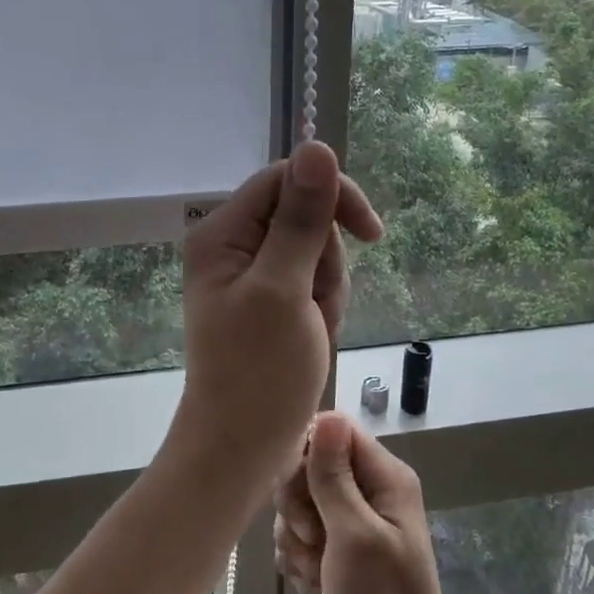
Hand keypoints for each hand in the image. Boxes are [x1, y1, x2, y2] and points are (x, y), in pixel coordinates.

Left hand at [178, 142, 382, 479]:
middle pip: (305, 217)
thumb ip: (302, 219)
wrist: (243, 447)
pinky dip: (323, 308)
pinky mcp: (269, 302)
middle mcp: (232, 246)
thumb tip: (317, 146)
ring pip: (316, 252)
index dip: (332, 197)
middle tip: (314, 307)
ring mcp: (251, 276)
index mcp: (222, 234)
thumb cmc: (259, 372)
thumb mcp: (285, 289)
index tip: (370, 233)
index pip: (286, 179)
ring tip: (312, 330)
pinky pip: (313, 284)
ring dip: (328, 289)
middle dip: (327, 261)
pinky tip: (313, 338)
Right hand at [273, 411, 464, 593]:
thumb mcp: (353, 534)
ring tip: (315, 570)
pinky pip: (305, 533)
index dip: (306, 456)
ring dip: (297, 537)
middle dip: (298, 505)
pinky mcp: (342, 547)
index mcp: (385, 476)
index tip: (301, 495)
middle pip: (312, 466)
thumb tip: (325, 415)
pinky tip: (312, 583)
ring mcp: (356, 519)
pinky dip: (302, 556)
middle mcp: (372, 489)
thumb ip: (334, 476)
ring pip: (302, 502)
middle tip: (312, 539)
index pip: (333, 431)